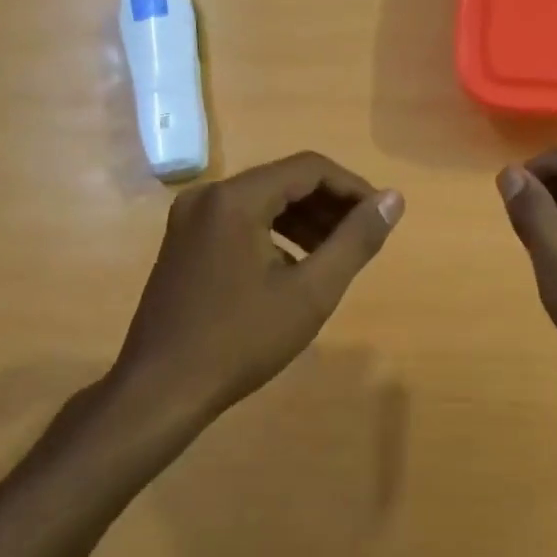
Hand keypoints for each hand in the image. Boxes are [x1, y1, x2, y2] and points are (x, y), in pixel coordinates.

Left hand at [113, 152, 403, 423]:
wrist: (162, 388)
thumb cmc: (241, 340)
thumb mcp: (311, 292)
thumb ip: (355, 241)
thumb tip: (394, 199)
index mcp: (235, 199)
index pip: (309, 168)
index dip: (353, 188)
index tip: (381, 216)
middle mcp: (207, 196)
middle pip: (283, 181)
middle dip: (329, 205)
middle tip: (363, 237)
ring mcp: (189, 219)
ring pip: (262, 202)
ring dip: (304, 220)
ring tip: (336, 253)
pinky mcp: (183, 243)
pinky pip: (239, 222)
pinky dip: (275, 234)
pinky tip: (295, 267)